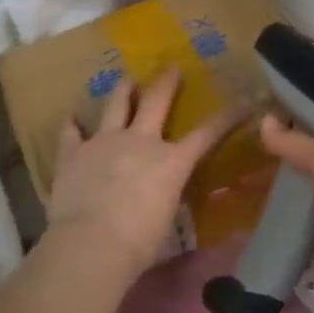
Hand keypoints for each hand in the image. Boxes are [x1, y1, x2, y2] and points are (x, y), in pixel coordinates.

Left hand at [47, 68, 244, 274]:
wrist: (91, 243)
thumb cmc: (138, 244)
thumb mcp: (165, 222)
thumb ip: (166, 201)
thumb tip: (162, 202)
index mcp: (171, 162)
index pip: (206, 134)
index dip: (226, 117)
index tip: (242, 102)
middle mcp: (140, 141)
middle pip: (156, 101)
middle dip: (166, 82)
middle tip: (171, 68)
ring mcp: (104, 142)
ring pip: (115, 105)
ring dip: (123, 90)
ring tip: (126, 80)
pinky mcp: (73, 152)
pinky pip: (71, 132)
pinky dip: (72, 125)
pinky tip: (71, 119)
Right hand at [260, 114, 313, 312]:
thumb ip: (299, 145)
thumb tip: (265, 121)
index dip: (310, 143)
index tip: (278, 142)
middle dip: (298, 179)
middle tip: (260, 175)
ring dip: (296, 213)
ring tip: (261, 207)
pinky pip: (312, 247)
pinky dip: (296, 243)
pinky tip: (274, 241)